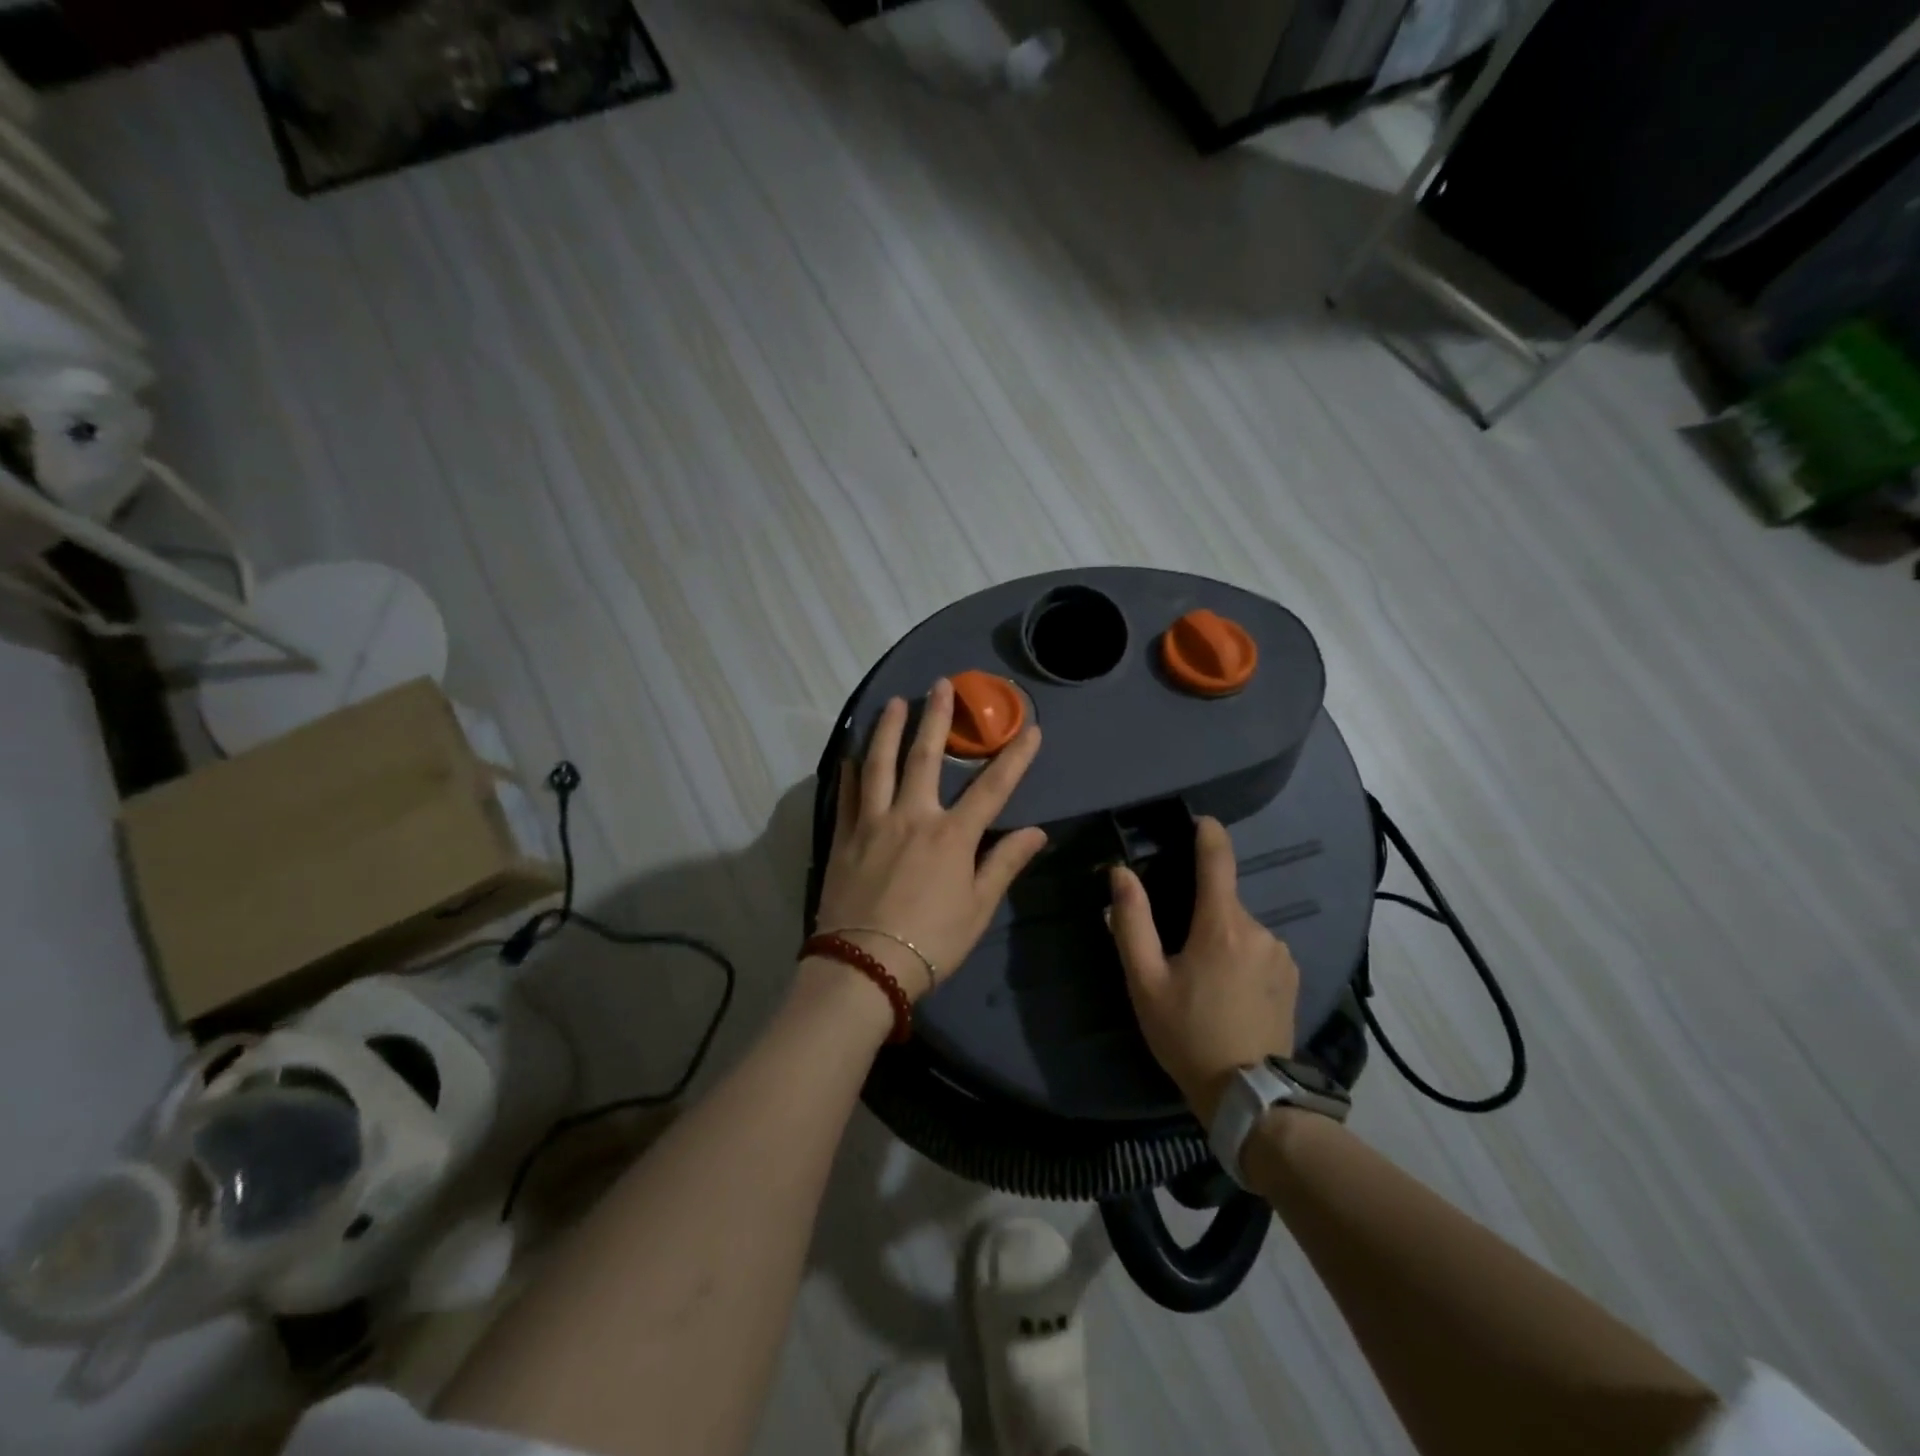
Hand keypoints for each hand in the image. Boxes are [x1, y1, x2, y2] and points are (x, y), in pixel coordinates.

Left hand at [814, 678, 1047, 999]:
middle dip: (938, 718)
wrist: (864, 967)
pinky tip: (852, 754)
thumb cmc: (931, 942)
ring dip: (889, 729)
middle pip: (927, 757)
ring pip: (880, 764)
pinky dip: (851, 770)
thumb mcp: (978, 908)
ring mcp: (873, 823)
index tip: (1031, 728)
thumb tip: (1037, 832)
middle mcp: (912, 817)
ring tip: (895, 702)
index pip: (992, 788)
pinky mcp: (845, 837)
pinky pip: (848, 794)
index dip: (1015, 757)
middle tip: (942, 684)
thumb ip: (1005, 864)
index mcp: (951, 836)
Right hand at [1109, 816, 1300, 1124]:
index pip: (1218, 858)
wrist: (1250, 1097)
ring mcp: (1280, 953)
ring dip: (1220, 936)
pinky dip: (1240, 955)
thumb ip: (1132, 921)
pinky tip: (1228, 991)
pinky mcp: (1292, 975)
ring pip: (1240, 926)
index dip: (1208, 832)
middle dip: (1199, 909)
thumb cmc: (1187, 1034)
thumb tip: (1121, 872)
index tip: (1197, 821)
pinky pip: (1259, 948)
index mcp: (1221, 925)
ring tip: (1201, 979)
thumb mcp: (1145, 981)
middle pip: (1223, 899)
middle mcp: (1258, 929)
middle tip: (1175, 949)